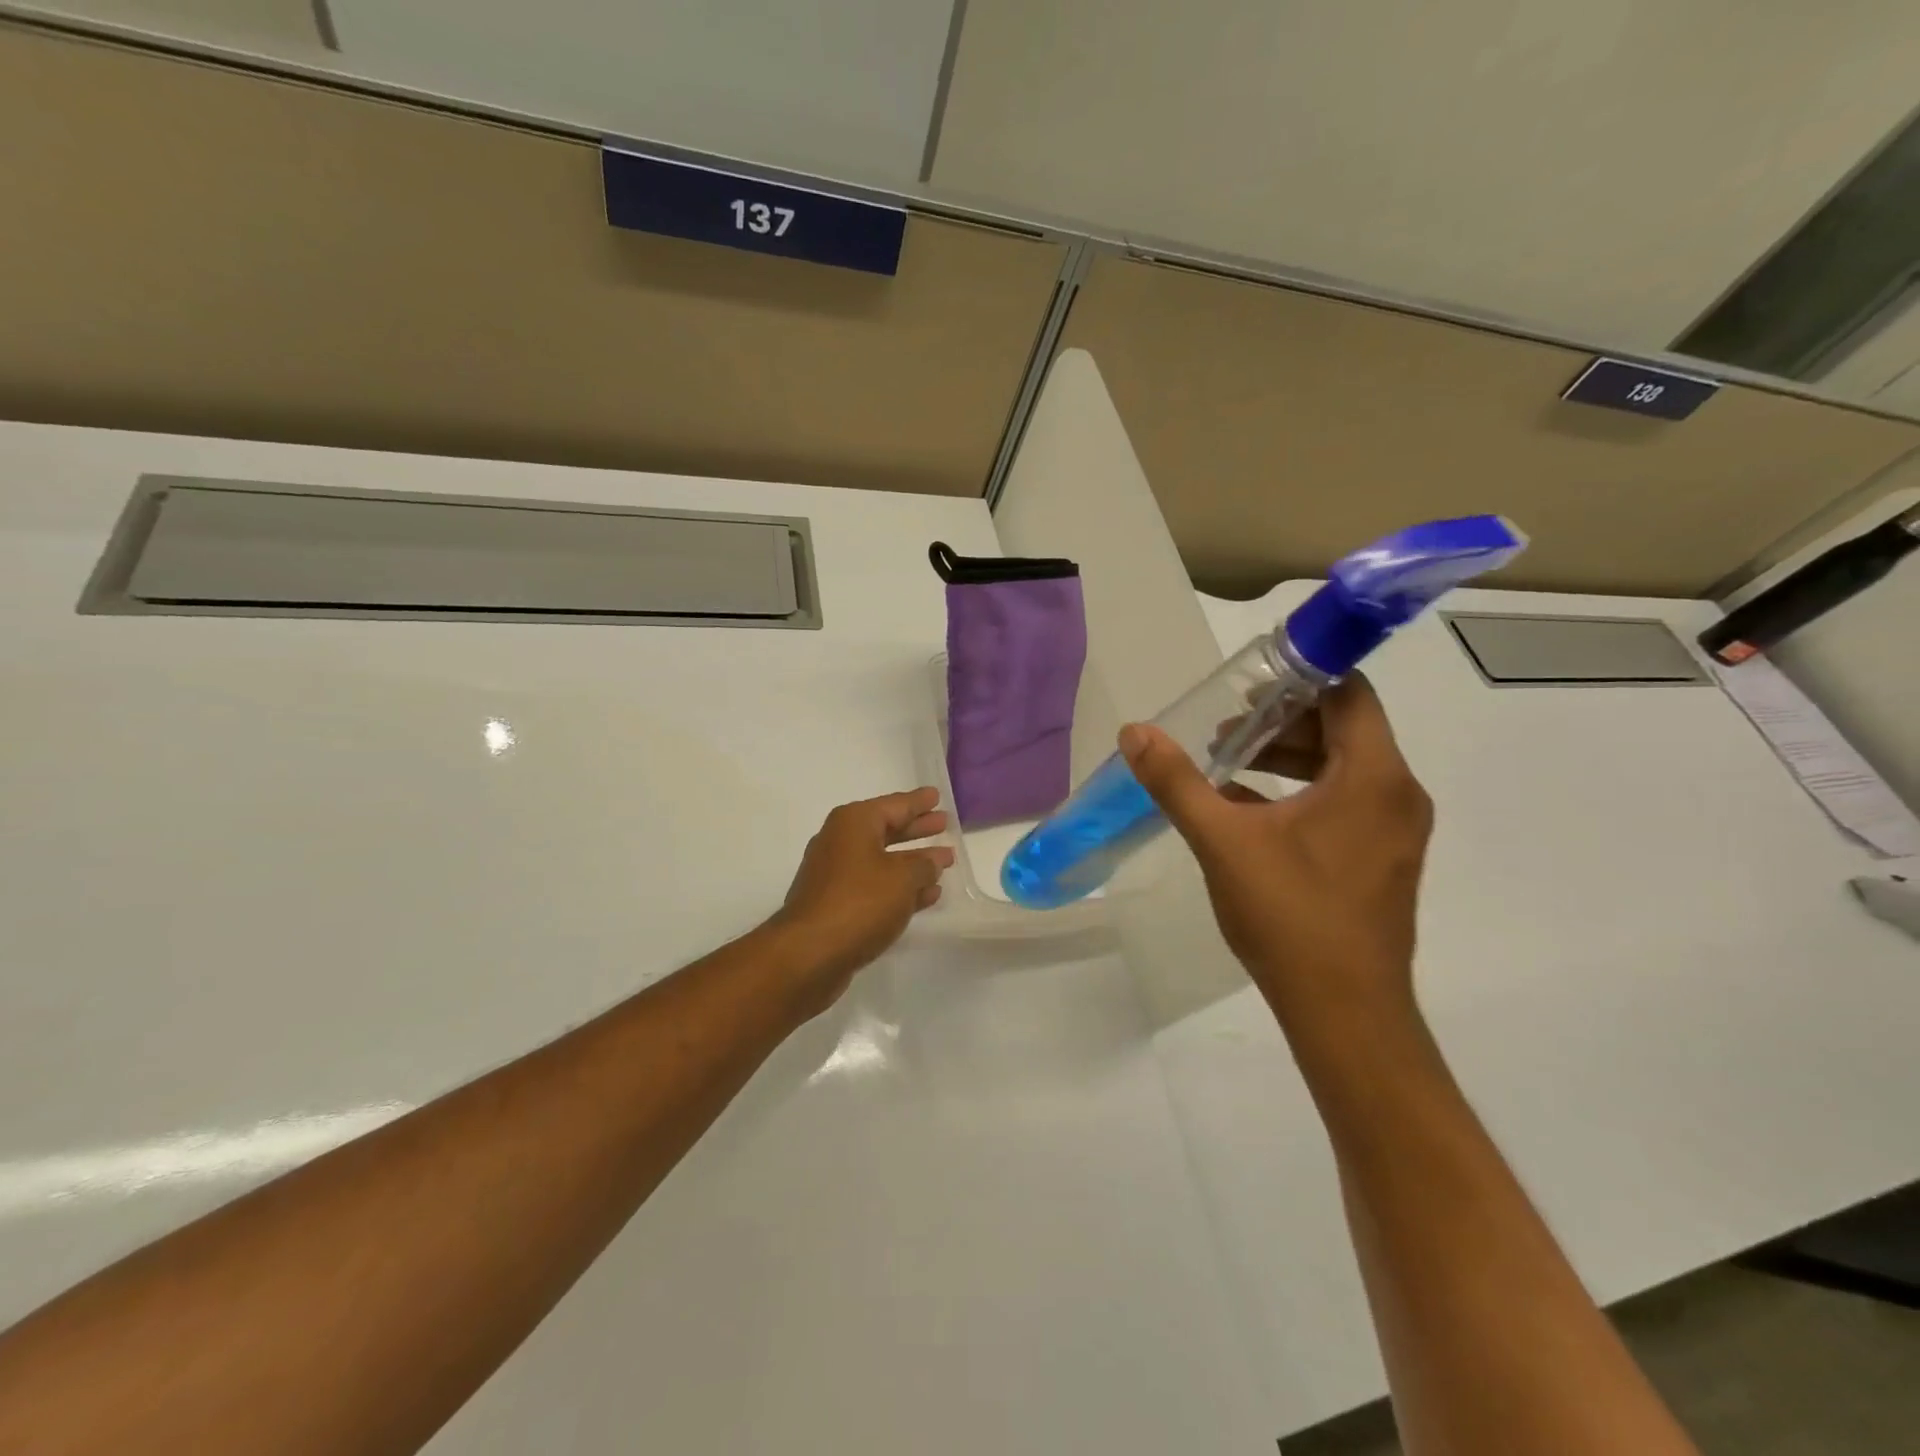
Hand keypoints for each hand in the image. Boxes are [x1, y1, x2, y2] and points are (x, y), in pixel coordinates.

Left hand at [769, 788, 954, 1003]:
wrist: (810, 953)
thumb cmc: (859, 902)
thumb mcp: (903, 878)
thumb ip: (924, 865)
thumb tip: (932, 861)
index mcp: (854, 823)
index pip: (895, 804)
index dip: (918, 802)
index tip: (937, 795)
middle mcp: (841, 842)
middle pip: (887, 830)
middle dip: (916, 829)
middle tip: (944, 824)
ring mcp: (836, 875)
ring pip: (883, 861)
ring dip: (912, 862)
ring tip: (944, 862)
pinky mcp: (836, 905)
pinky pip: (875, 887)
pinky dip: (899, 888)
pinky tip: (926, 896)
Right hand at [1121, 674, 1431, 1033]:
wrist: (1344, 1012)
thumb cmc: (1290, 916)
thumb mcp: (1222, 840)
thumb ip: (1177, 781)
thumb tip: (1135, 732)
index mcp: (1373, 776)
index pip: (1348, 692)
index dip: (1299, 676)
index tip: (1246, 685)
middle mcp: (1397, 794)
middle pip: (1343, 727)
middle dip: (1280, 720)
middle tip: (1222, 729)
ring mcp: (1393, 830)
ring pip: (1342, 766)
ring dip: (1286, 757)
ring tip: (1225, 765)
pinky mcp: (1382, 859)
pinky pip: (1343, 801)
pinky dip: (1299, 791)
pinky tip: (1245, 809)